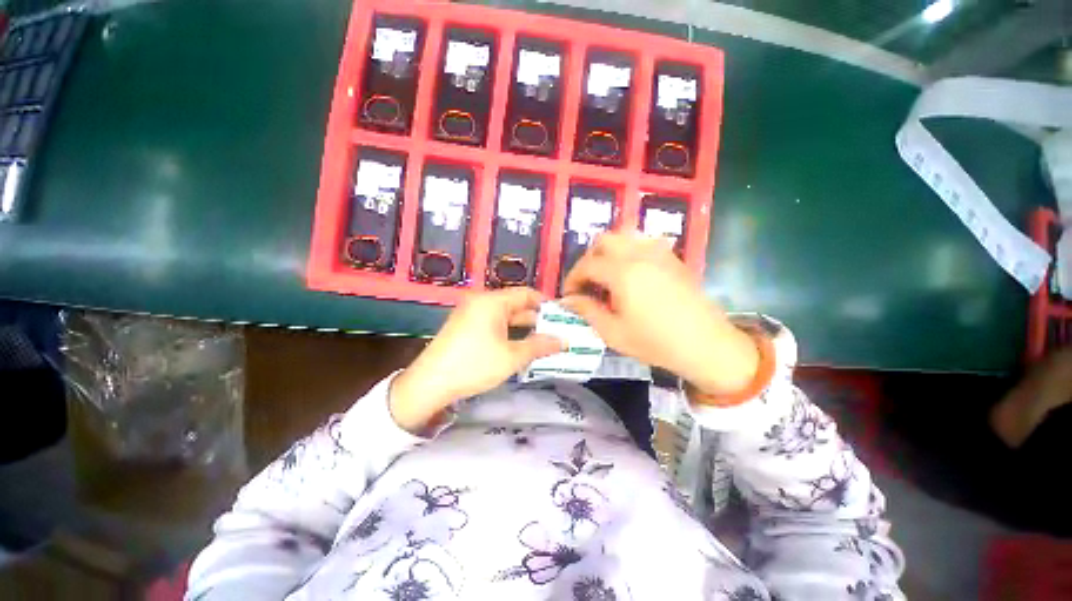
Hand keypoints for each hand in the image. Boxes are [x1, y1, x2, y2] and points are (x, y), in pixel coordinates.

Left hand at [389, 287, 562, 432]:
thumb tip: (564, 341)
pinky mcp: (464, 326)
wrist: (429, 384)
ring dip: (523, 326)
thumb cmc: (474, 365)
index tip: (562, 316)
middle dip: (536, 318)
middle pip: (515, 304)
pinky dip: (508, 331)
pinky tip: (519, 345)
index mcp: (492, 301)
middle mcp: (481, 302)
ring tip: (542, 340)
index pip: (526, 293)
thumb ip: (540, 346)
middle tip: (556, 331)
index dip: (546, 303)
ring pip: (504, 315)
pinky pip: (493, 323)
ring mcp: (470, 313)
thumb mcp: (512, 356)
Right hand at [561, 230, 758, 395]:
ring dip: (608, 252)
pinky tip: (630, 273)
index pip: (587, 265)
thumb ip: (587, 310)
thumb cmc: (656, 342)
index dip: (573, 279)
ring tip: (606, 275)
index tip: (569, 295)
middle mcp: (640, 254)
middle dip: (589, 259)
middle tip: (586, 282)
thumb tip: (567, 300)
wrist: (706, 345)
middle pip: (604, 241)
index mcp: (623, 272)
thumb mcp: (614, 332)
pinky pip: (643, 242)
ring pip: (624, 236)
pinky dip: (628, 251)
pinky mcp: (673, 257)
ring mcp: (659, 252)